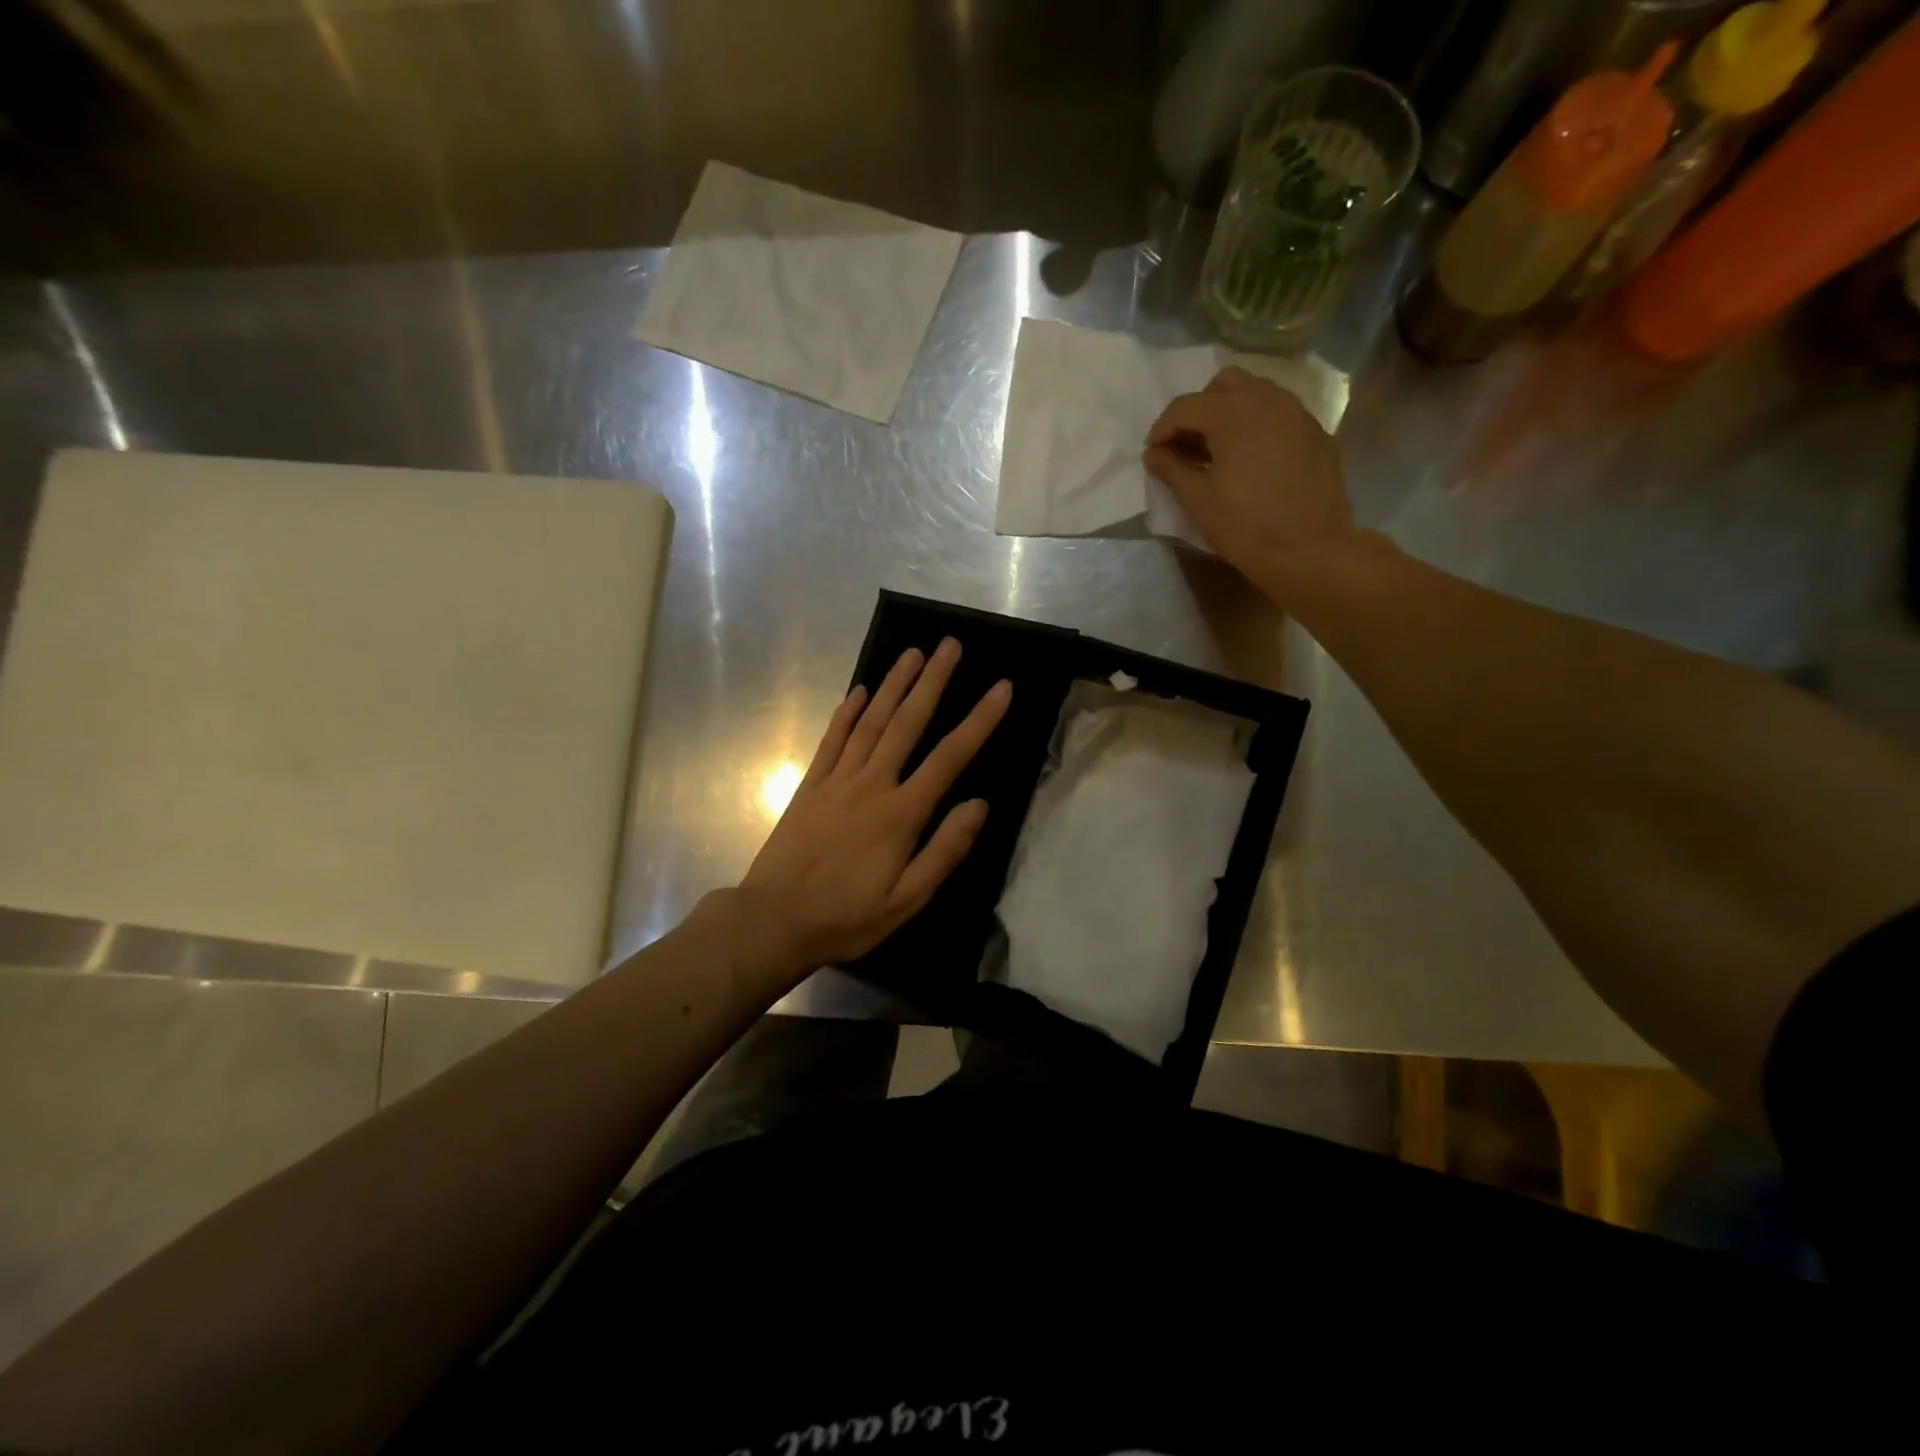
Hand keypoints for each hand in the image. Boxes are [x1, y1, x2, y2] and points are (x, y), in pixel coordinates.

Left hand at [736, 638, 1010, 975]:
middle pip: (907, 723)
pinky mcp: (810, 785)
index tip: (1001, 687)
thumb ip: (945, 850)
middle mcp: (871, 784)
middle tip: (950, 644)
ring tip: (913, 652)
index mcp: (901, 813)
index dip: (979, 720)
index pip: (949, 757)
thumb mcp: (907, 899)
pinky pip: (831, 740)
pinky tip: (858, 691)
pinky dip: (845, 713)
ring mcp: (836, 780)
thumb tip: (979, 804)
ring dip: (893, 685)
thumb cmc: (847, 916)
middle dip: (932, 681)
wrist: (774, 920)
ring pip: (870, 722)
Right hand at [1143, 366, 1353, 587]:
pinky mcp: (1316, 433)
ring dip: (1231, 413)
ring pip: (1256, 394)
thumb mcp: (1197, 500)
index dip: (1162, 430)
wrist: (1309, 550)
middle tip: (1188, 445)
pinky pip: (1280, 414)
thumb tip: (1155, 453)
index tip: (1154, 455)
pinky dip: (1258, 426)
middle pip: (1224, 385)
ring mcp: (1298, 413)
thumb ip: (1171, 468)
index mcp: (1232, 411)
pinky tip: (1252, 460)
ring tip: (1220, 451)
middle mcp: (1267, 399)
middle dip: (1200, 409)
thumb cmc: (1244, 525)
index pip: (1185, 406)